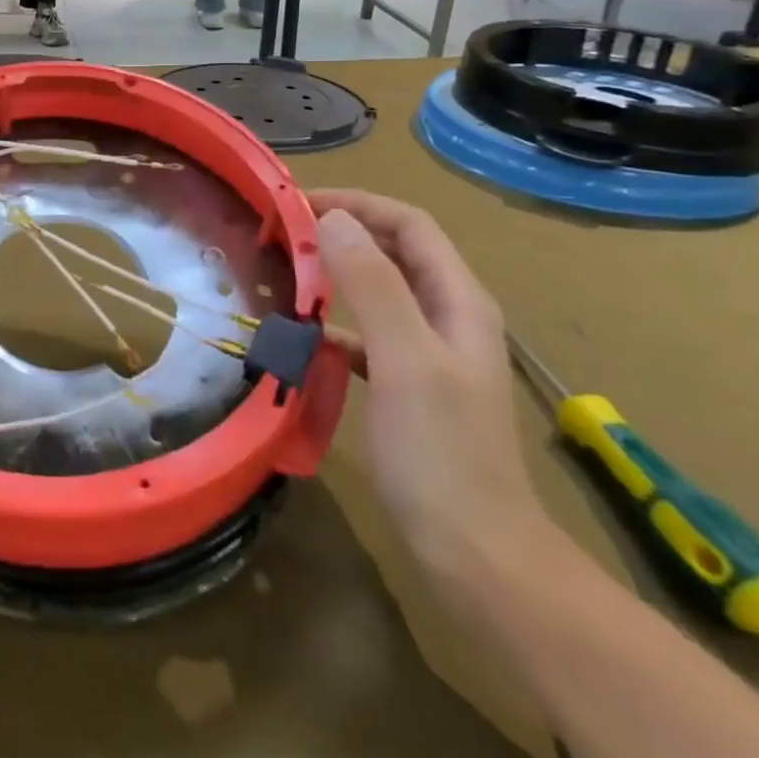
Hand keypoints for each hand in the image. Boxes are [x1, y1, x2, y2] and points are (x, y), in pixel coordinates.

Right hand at [306, 189, 548, 579]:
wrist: (476, 554)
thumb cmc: (441, 452)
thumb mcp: (404, 359)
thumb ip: (372, 284)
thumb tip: (332, 219)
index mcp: (458, 300)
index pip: (408, 223)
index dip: (356, 203)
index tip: (296, 205)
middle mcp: (447, 316)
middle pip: (394, 251)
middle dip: (342, 231)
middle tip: (282, 233)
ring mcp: (428, 353)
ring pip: (378, 291)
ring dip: (335, 274)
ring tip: (285, 274)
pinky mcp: (407, 387)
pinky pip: (366, 335)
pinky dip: (335, 324)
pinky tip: (303, 338)